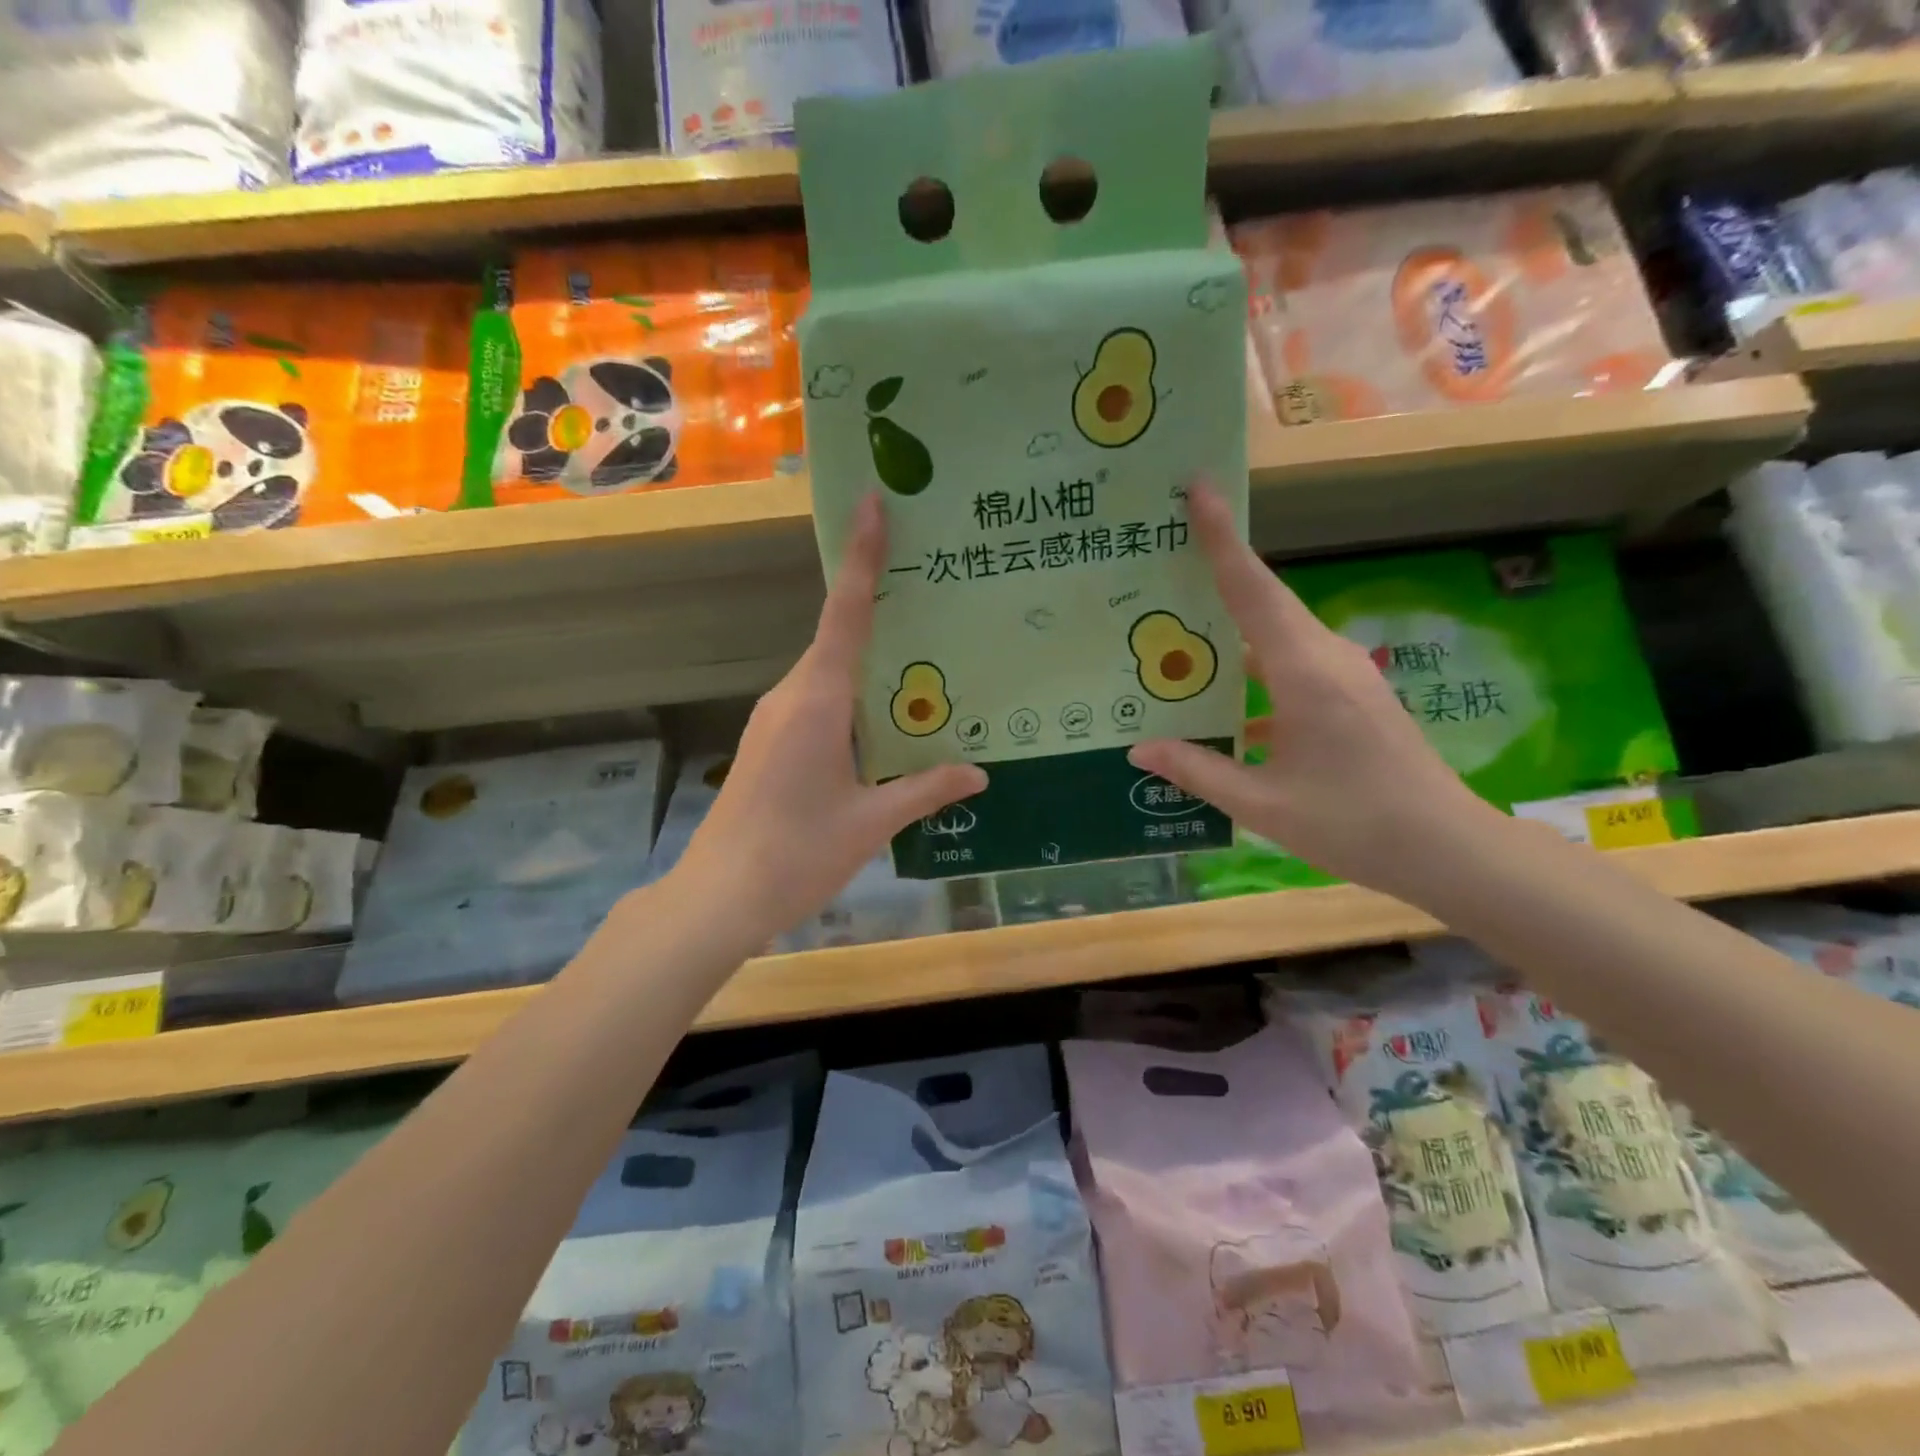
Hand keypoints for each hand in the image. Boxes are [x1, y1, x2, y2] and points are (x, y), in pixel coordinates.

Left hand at [670, 494, 986, 947]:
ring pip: (830, 673)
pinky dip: (853, 696)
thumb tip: (980, 773)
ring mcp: (775, 718)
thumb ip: (926, 790)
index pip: (846, 615)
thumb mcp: (872, 823)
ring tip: (925, 658)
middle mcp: (791, 696)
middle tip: (935, 588)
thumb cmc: (797, 855)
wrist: (719, 897)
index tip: (871, 503)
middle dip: (882, 609)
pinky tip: (887, 721)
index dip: (863, 558)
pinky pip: (819, 701)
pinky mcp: (770, 741)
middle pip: (840, 637)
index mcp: (818, 702)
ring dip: (871, 662)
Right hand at [1127, 482, 1500, 898]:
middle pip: (1263, 600)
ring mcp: (1345, 675)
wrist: (1448, 850)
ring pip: (1276, 633)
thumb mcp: (1263, 805)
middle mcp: (1327, 658)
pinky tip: (1220, 697)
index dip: (1222, 538)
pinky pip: (1290, 663)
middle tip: (1162, 558)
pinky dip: (1251, 667)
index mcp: (1304, 673)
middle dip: (1217, 570)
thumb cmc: (1355, 825)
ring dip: (1231, 626)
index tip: (1198, 490)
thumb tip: (1139, 748)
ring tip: (1177, 629)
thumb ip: (1198, 771)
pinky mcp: (1352, 695)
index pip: (1253, 590)